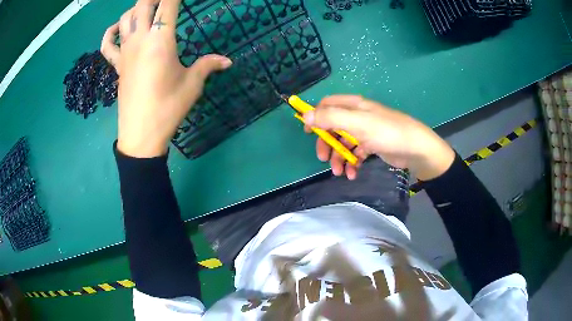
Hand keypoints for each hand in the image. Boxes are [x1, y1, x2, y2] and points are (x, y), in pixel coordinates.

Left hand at [100, 0, 231, 157]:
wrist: (141, 135)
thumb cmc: (168, 108)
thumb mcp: (192, 85)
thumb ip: (208, 65)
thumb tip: (228, 61)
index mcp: (161, 41)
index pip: (168, 5)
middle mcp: (140, 40)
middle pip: (142, 4)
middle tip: (165, 2)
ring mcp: (125, 52)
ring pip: (125, 18)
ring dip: (136, 8)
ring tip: (149, 10)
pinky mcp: (117, 66)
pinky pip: (107, 44)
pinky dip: (111, 33)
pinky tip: (118, 29)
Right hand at [303, 95, 454, 180]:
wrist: (416, 149)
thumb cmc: (387, 132)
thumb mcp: (357, 123)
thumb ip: (330, 118)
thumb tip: (305, 115)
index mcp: (353, 106)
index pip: (327, 105)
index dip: (315, 116)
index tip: (307, 132)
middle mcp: (358, 116)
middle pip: (333, 127)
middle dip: (327, 143)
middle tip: (323, 159)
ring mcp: (365, 132)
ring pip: (344, 143)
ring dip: (339, 157)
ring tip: (339, 172)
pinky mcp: (372, 145)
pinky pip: (356, 153)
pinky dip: (352, 163)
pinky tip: (353, 174)